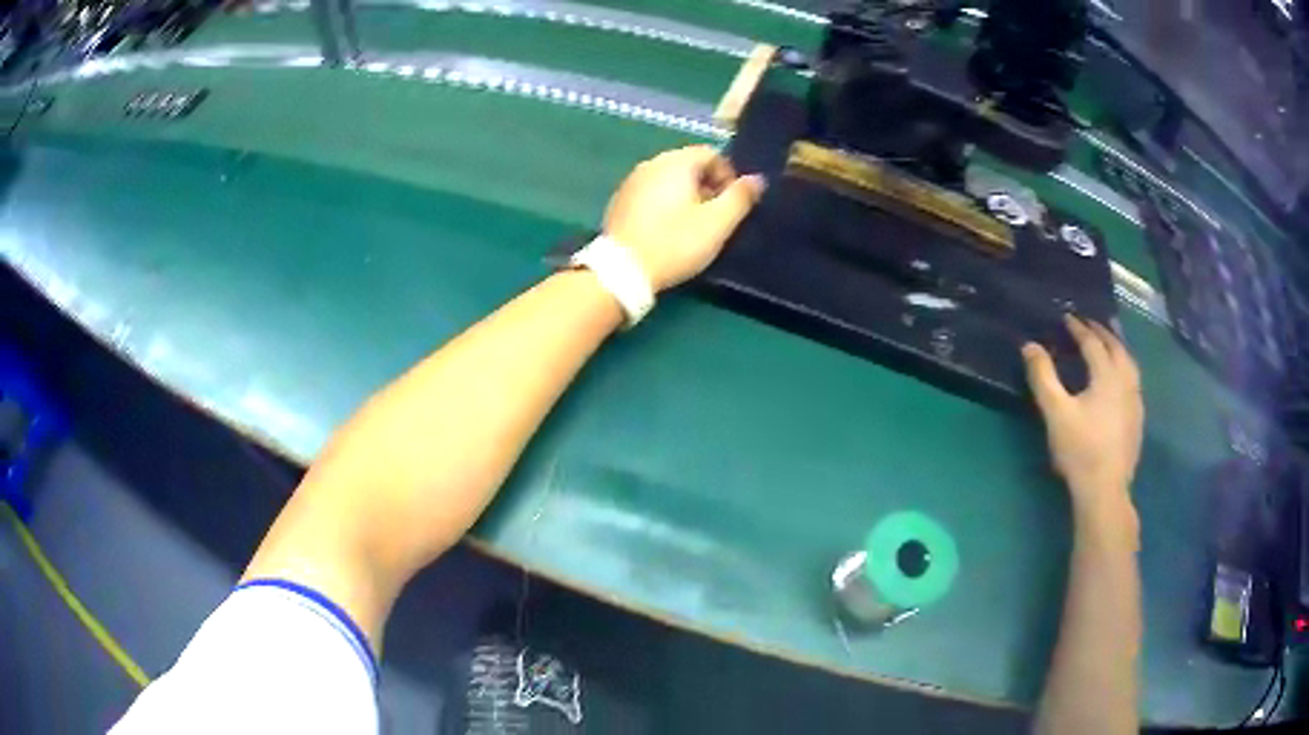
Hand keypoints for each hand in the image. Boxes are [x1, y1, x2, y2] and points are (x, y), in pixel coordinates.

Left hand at [604, 145, 765, 291]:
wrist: (622, 271)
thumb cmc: (675, 242)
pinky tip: (668, 230)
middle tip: (717, 216)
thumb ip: (740, 197)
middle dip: (708, 186)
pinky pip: (652, 193)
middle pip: (689, 165)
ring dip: (687, 196)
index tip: (733, 204)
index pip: (712, 154)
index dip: (729, 176)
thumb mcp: (717, 223)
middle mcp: (651, 163)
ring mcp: (631, 181)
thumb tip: (757, 179)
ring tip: (694, 226)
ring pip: (669, 180)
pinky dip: (665, 204)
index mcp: (676, 162)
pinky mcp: (620, 201)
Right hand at [1023, 316, 1143, 519]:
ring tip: (1108, 345)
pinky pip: (1134, 381)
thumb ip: (1043, 377)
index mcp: (1107, 375)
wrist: (1104, 490)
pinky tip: (1120, 380)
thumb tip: (1029, 345)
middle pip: (1116, 347)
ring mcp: (1135, 400)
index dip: (1079, 328)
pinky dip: (1125, 369)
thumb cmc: (1079, 449)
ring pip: (1129, 363)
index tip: (1067, 318)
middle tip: (1089, 325)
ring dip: (1117, 348)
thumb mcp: (1056, 412)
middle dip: (1102, 332)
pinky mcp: (1138, 419)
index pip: (1093, 343)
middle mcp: (1126, 380)